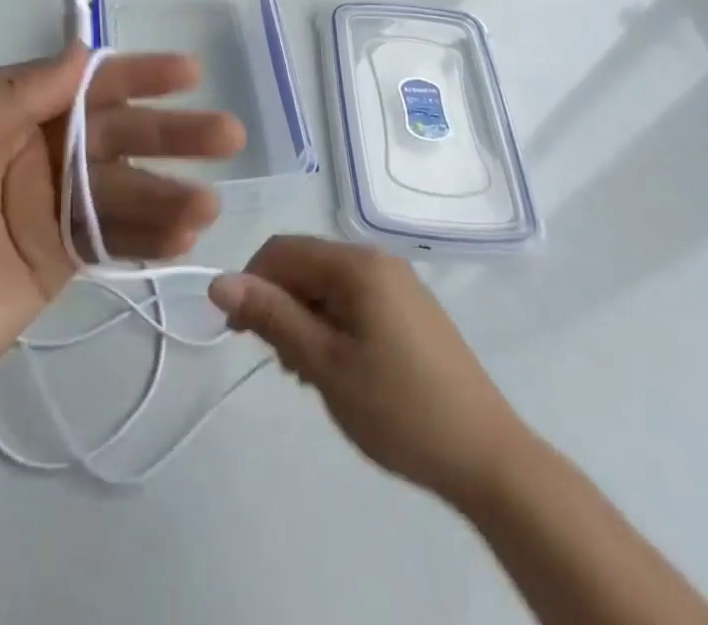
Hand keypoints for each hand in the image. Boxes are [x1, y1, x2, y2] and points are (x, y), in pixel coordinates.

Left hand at [0, 45, 243, 434]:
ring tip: (208, 204)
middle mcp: (35, 152)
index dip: (135, 75)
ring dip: (169, 192)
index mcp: (5, 112)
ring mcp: (49, 209)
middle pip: (115, 133)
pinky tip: (186, 238)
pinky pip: (113, 240)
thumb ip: (12, 91)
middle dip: (170, 131)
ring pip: (123, 189)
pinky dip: (151, 237)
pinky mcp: (58, 260)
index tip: (187, 72)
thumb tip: (81, 53)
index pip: (82, 83)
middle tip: (227, 135)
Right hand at [209, 236, 529, 498]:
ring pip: (327, 284)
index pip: (281, 250)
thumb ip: (271, 316)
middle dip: (279, 304)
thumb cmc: (399, 408)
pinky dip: (331, 324)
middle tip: (280, 361)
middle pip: (305, 264)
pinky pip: (352, 299)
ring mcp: (397, 282)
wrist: (489, 458)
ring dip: (304, 318)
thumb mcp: (325, 364)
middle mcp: (377, 260)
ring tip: (307, 373)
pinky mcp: (409, 308)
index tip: (239, 334)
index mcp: (356, 264)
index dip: (251, 283)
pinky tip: (337, 367)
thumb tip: (218, 281)